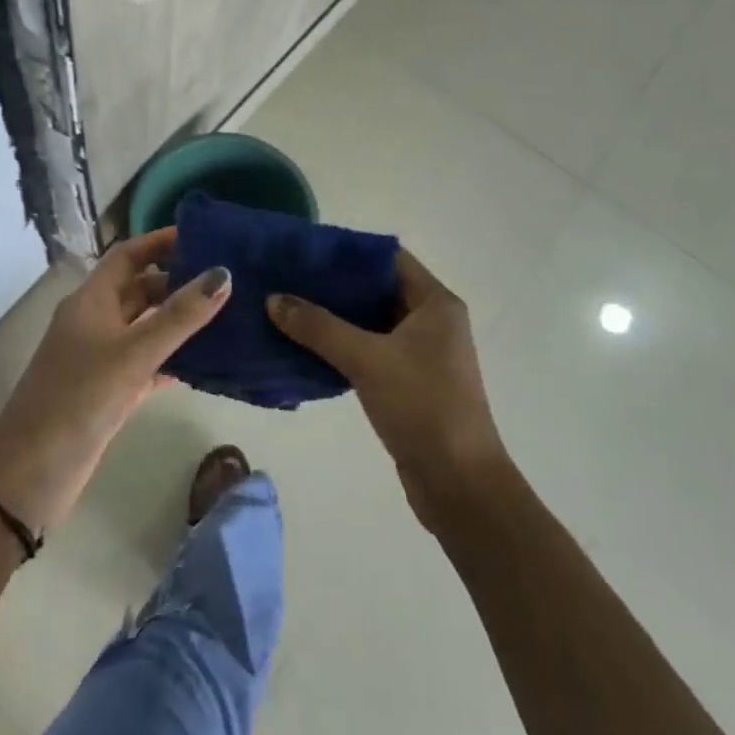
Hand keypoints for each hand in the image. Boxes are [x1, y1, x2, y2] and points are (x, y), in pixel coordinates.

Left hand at [0, 229, 229, 534]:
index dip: (161, 242)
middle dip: (177, 281)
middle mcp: (94, 322)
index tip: (202, 236)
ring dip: (178, 321)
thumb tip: (223, 274)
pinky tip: (204, 364)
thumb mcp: (133, 353)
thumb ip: (180, 315)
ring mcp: (99, 359)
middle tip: (224, 280)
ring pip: (144, 327)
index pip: (128, 256)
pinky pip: (146, 363)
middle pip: (139, 289)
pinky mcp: (108, 392)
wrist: (30, 476)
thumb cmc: (79, 400)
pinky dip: (172, 359)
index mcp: (90, 301)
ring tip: (225, 315)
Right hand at [268, 249, 508, 530]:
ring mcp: (422, 354)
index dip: (349, 251)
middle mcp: (432, 322)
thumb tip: (274, 299)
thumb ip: (319, 327)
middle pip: (377, 289)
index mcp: (435, 303)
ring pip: (371, 322)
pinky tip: (306, 346)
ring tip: (289, 308)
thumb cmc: (422, 406)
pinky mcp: (409, 383)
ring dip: (335, 317)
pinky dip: (342, 346)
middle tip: (289, 278)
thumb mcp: (367, 359)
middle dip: (335, 285)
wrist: (459, 485)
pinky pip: (370, 351)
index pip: (388, 258)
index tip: (307, 250)